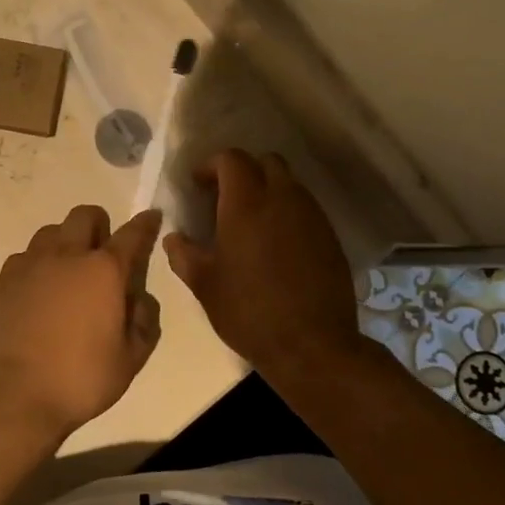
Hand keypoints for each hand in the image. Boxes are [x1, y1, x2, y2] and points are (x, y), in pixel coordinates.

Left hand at [0, 205, 163, 438]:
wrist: (16, 393)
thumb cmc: (81, 378)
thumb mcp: (131, 359)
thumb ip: (144, 321)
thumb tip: (138, 298)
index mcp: (104, 271)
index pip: (132, 235)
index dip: (145, 224)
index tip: (152, 217)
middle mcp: (68, 255)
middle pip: (85, 216)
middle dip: (100, 224)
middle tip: (103, 252)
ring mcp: (32, 264)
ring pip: (52, 230)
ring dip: (66, 240)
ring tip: (70, 269)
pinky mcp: (6, 278)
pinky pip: (26, 254)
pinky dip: (38, 262)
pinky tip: (41, 287)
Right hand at [164, 149, 361, 376]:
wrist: (313, 346)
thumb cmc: (249, 311)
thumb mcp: (204, 284)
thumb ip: (183, 254)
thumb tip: (175, 237)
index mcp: (247, 203)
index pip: (231, 159)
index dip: (211, 165)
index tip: (198, 186)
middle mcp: (283, 198)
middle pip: (265, 162)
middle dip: (242, 171)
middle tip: (224, 198)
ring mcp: (312, 216)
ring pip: (288, 183)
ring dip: (267, 190)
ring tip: (249, 223)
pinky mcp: (330, 236)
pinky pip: (305, 208)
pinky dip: (286, 212)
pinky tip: (275, 244)